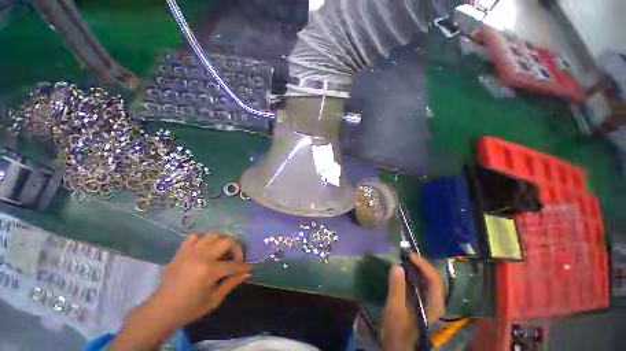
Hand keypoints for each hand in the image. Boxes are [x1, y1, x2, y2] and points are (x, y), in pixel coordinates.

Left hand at [152, 234, 251, 327]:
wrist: (162, 309)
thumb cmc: (190, 308)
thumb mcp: (214, 299)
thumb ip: (232, 283)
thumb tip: (247, 273)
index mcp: (209, 271)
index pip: (234, 264)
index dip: (244, 266)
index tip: (249, 267)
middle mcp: (201, 256)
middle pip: (227, 241)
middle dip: (237, 249)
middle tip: (236, 259)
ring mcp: (190, 251)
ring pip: (214, 235)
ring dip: (222, 242)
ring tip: (222, 252)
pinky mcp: (181, 251)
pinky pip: (195, 236)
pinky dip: (203, 239)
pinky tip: (205, 248)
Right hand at [382, 253, 443, 350]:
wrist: (398, 343)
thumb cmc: (397, 328)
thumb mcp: (395, 309)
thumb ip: (397, 288)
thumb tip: (397, 266)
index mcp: (433, 304)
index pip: (433, 279)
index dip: (422, 264)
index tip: (408, 255)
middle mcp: (435, 300)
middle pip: (432, 276)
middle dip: (419, 263)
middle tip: (405, 254)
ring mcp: (428, 300)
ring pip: (426, 278)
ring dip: (416, 267)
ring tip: (403, 258)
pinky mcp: (421, 299)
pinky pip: (420, 282)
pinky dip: (412, 273)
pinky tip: (403, 269)